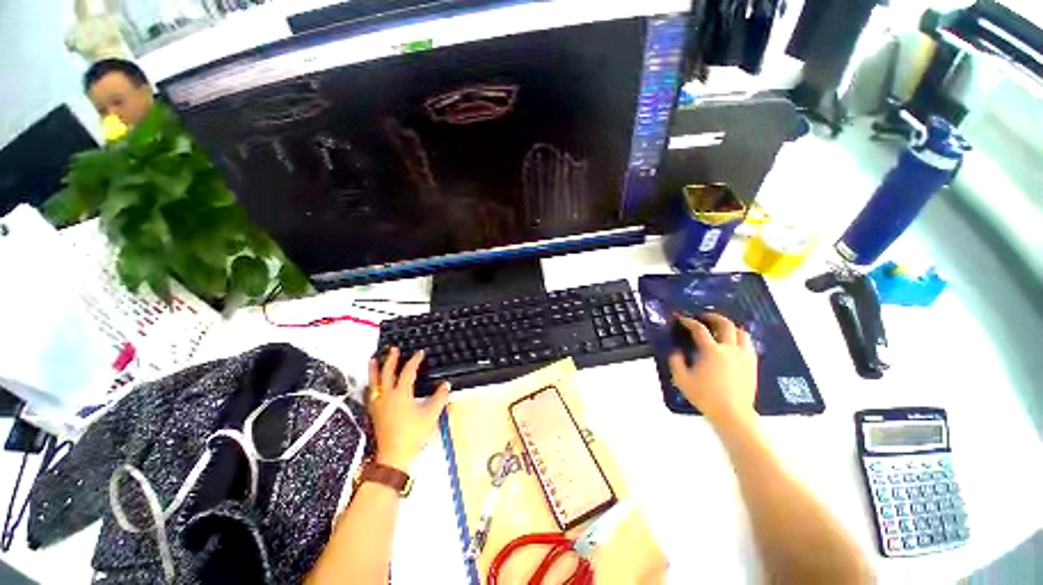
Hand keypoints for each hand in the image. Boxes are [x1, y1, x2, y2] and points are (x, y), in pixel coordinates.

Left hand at [367, 348, 450, 470]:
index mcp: (401, 393)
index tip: (420, 353)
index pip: (408, 371)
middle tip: (393, 349)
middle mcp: (387, 395)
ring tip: (373, 359)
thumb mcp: (431, 415)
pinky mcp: (374, 413)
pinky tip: (370, 385)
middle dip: (391, 359)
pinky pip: (370, 394)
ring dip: (375, 369)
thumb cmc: (413, 434)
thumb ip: (440, 397)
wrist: (393, 455)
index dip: (414, 360)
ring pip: (374, 382)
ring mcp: (378, 404)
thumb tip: (446, 384)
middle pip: (387, 372)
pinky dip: (370, 385)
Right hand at [668, 313, 757, 427]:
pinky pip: (748, 344)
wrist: (732, 414)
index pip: (699, 329)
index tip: (683, 319)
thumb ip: (676, 361)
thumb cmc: (705, 396)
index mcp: (711, 351)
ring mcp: (744, 356)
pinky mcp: (752, 364)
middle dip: (713, 317)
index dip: (689, 322)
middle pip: (725, 324)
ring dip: (730, 327)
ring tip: (720, 328)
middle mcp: (730, 349)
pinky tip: (733, 344)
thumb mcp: (682, 379)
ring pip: (741, 332)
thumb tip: (676, 351)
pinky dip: (740, 338)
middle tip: (704, 317)